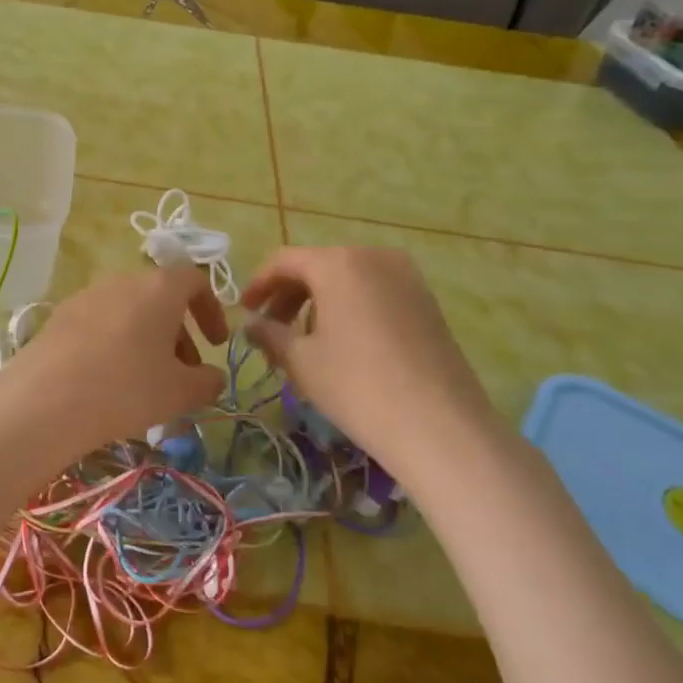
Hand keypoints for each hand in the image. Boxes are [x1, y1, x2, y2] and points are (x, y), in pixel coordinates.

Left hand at [0, 266, 227, 462]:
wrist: (46, 399)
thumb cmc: (127, 388)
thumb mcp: (179, 392)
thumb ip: (207, 382)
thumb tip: (214, 378)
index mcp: (158, 288)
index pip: (195, 280)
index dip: (211, 310)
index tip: (215, 345)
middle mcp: (122, 281)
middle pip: (159, 297)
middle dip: (178, 332)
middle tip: (182, 372)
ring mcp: (86, 296)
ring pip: (128, 311)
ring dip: (146, 339)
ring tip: (146, 381)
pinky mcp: (59, 316)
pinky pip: (99, 323)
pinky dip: (114, 343)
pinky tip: (108, 380)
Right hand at [242, 246, 500, 470]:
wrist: (439, 425)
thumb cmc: (356, 385)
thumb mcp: (301, 360)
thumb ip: (269, 334)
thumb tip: (251, 325)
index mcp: (338, 263)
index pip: (285, 261)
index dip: (258, 284)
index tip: (243, 310)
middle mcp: (374, 256)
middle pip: (318, 266)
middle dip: (288, 295)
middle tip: (269, 329)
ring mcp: (407, 277)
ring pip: (348, 279)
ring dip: (318, 302)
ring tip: (303, 341)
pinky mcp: (426, 301)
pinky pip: (374, 292)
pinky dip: (349, 307)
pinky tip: (342, 343)